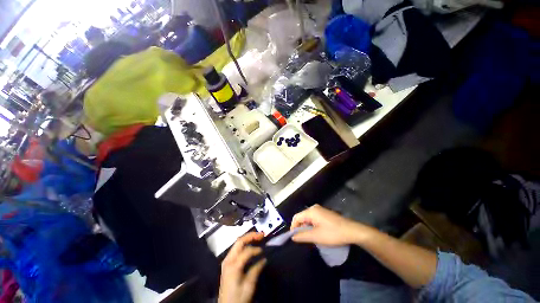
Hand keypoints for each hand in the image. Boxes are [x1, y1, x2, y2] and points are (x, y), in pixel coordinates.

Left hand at [218, 232, 266, 302]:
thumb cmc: (238, 298)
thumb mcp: (249, 286)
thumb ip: (256, 270)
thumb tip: (264, 259)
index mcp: (233, 266)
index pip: (246, 251)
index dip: (256, 249)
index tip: (263, 250)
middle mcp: (228, 260)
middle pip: (239, 241)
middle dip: (251, 236)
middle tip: (261, 234)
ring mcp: (226, 260)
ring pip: (237, 243)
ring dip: (248, 238)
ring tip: (257, 237)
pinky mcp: (227, 263)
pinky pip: (236, 248)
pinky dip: (244, 244)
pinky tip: (250, 244)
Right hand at [291, 204, 372, 245]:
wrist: (352, 231)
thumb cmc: (333, 233)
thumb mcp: (316, 237)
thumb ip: (302, 236)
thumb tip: (293, 236)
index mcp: (311, 211)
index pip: (296, 217)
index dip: (293, 227)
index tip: (294, 237)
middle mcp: (314, 208)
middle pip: (302, 217)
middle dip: (300, 227)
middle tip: (302, 239)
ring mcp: (320, 210)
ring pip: (308, 218)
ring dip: (306, 227)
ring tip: (309, 237)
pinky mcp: (325, 213)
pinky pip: (314, 218)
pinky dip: (312, 225)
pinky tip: (317, 233)